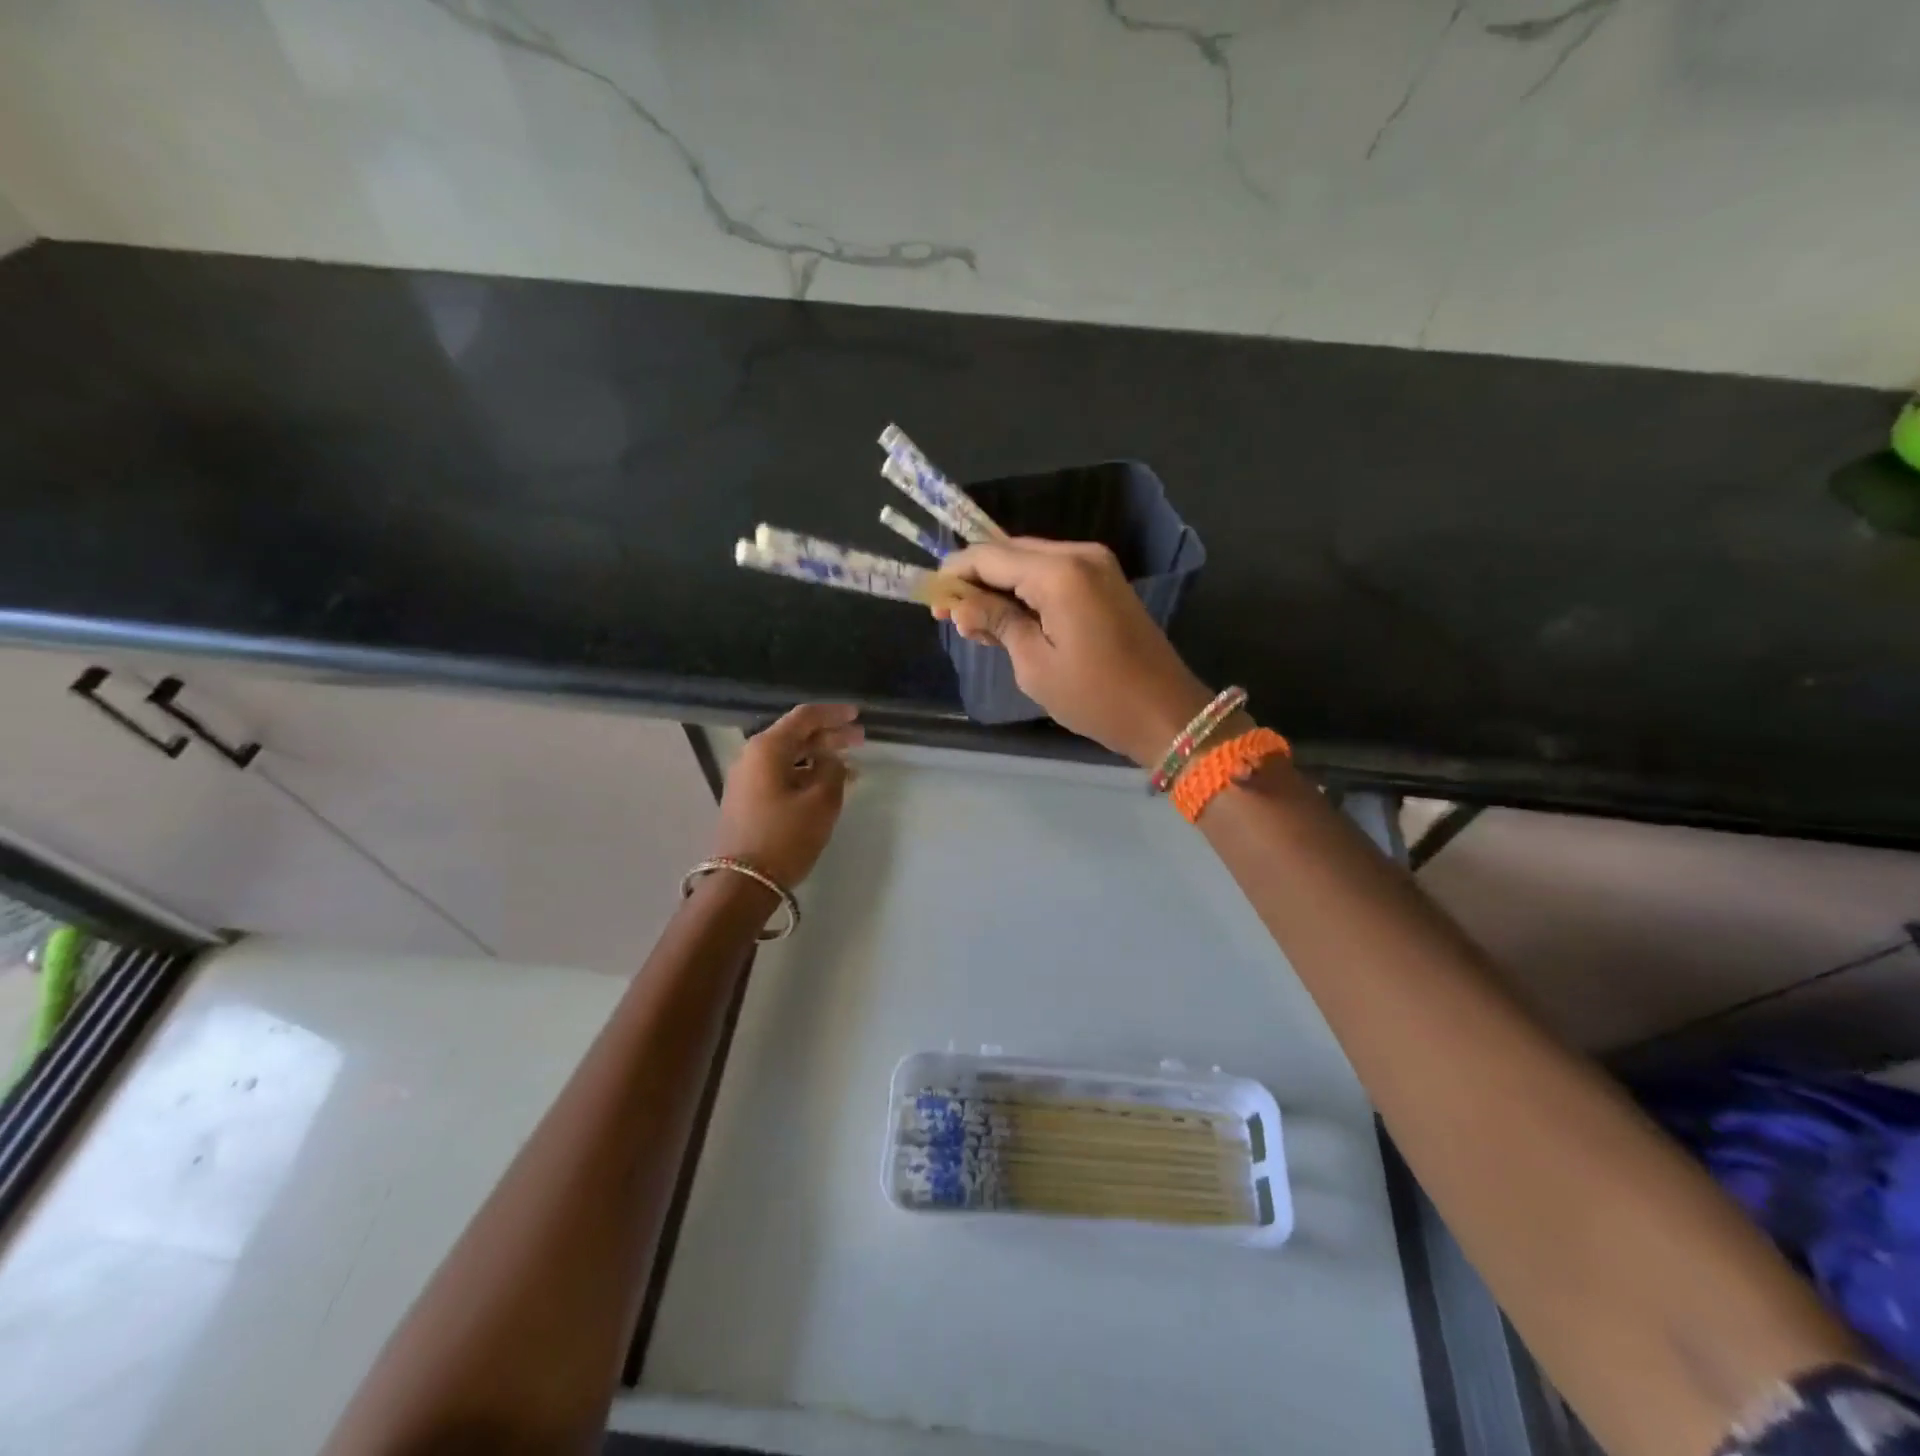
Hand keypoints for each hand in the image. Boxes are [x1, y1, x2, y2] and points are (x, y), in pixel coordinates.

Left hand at [711, 704, 861, 888]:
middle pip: (797, 735)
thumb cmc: (785, 836)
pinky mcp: (749, 800)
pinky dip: (807, 774)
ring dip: (820, 757)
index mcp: (767, 748)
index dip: (834, 713)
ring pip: (790, 757)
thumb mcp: (821, 801)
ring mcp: (748, 780)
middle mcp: (753, 757)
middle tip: (861, 739)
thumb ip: (833, 771)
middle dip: (830, 735)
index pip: (805, 717)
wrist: (743, 882)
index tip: (858, 715)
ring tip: (851, 765)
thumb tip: (832, 761)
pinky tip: (829, 785)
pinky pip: (783, 775)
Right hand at [937, 539, 1212, 765]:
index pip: (990, 556)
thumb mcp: (1035, 665)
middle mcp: (1079, 555)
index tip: (932, 598)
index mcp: (1059, 572)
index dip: (956, 573)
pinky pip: (1053, 575)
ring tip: (975, 625)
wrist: (1165, 712)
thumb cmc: (1096, 696)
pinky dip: (1026, 591)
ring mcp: (1097, 566)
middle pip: (1010, 552)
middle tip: (948, 613)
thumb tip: (961, 607)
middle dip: (976, 578)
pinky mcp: (1105, 582)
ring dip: (1000, 586)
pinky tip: (1008, 620)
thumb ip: (997, 624)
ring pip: (1031, 561)